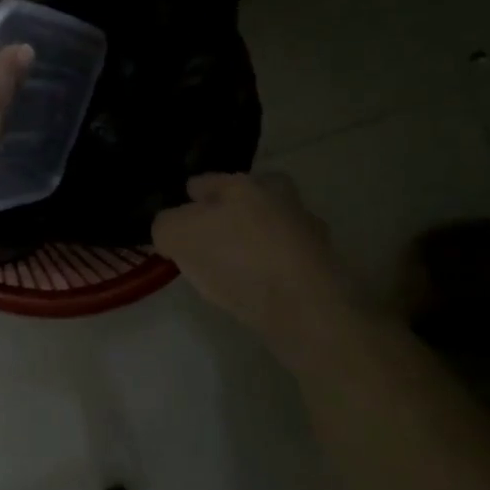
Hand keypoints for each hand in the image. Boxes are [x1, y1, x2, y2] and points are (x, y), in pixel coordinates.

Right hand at [152, 173, 351, 340]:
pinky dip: (272, 267)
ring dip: (254, 240)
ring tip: (233, 268)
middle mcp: (279, 196)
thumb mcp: (179, 235)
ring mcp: (307, 229)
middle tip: (209, 239)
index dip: (187, 200)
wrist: (305, 307)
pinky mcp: (323, 263)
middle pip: (245, 198)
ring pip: (269, 227)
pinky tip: (258, 286)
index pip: (204, 182)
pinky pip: (285, 258)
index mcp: (242, 183)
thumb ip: (166, 225)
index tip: (178, 220)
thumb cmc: (237, 260)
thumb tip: (171, 230)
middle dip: (228, 212)